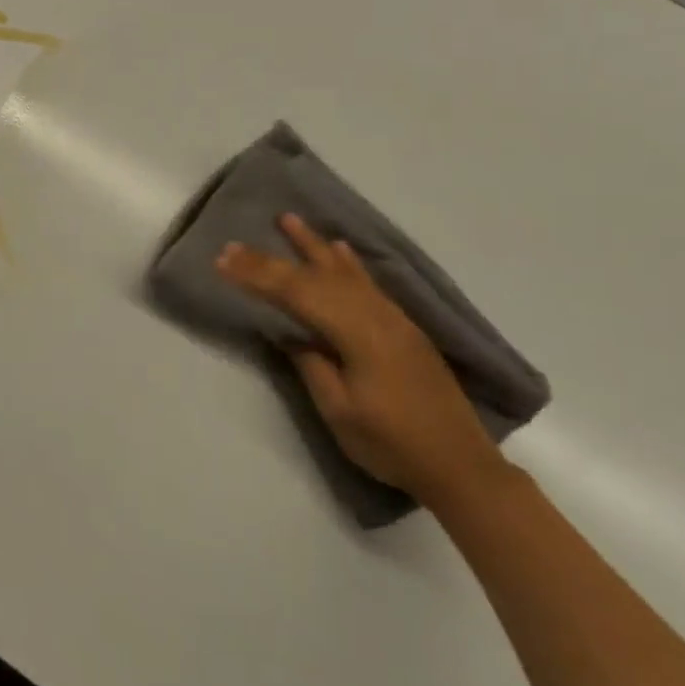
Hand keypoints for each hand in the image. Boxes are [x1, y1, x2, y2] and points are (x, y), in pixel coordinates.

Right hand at [216, 215, 506, 504]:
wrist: (461, 466)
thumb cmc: (393, 444)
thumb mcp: (340, 411)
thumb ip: (312, 364)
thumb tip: (292, 332)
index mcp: (357, 333)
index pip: (296, 293)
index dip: (257, 276)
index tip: (222, 261)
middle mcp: (375, 314)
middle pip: (315, 278)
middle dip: (272, 260)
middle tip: (235, 245)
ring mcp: (392, 318)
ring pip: (343, 271)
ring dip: (312, 245)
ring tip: (288, 219)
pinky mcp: (402, 327)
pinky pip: (367, 281)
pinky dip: (348, 262)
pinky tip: (339, 248)